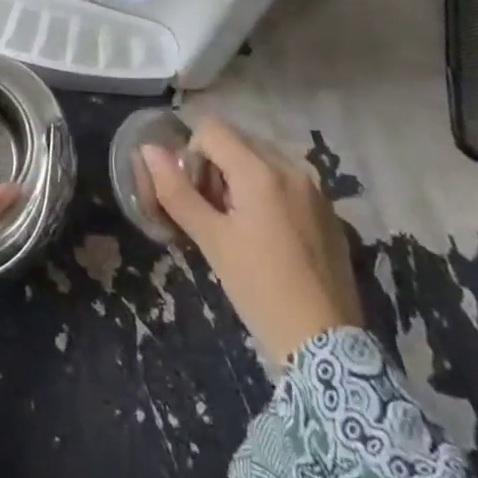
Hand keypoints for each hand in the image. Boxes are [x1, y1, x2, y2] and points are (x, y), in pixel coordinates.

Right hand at [140, 118, 362, 370]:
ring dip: (241, 176)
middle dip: (216, 165)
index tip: (195, 196)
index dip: (192, 155)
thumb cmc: (260, 290)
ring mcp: (315, 187)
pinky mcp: (328, 209)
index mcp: (260, 171)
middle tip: (213, 212)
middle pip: (238, 140)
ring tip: (239, 224)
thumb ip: (176, 192)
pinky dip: (268, 191)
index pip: (211, 129)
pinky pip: (287, 179)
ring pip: (262, 158)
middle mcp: (291, 167)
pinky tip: (268, 236)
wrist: (327, 348)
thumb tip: (148, 150)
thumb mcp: (211, 241)